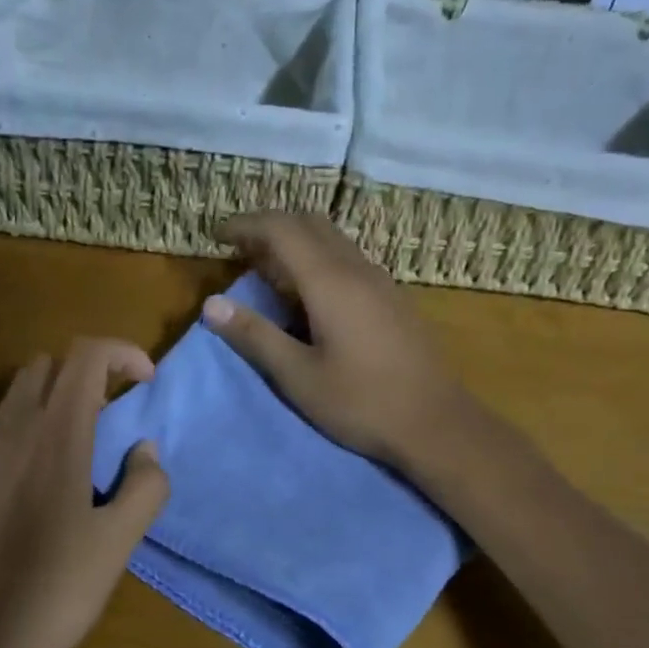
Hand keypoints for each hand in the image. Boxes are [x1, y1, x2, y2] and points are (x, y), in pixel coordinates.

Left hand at [0, 338, 169, 647]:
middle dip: (88, 372)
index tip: (146, 381)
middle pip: (48, 364)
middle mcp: (12, 428)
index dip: (122, 353)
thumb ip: (144, 487)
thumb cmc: (53, 589)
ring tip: (82, 445)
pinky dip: (29, 425)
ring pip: (19, 393)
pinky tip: (42, 477)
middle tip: (116, 412)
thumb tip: (145, 451)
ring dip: (56, 398)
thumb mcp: (117, 543)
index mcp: (55, 434)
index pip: (86, 356)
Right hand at [202, 212, 486, 473]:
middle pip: (311, 224)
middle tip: (240, 250)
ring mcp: (382, 282)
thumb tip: (211, 305)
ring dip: (297, 243)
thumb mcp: (298, 376)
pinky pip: (349, 261)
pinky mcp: (394, 300)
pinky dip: (319, 261)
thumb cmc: (362, 403)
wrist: (436, 424)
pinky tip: (310, 298)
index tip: (218, 236)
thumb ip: (255, 336)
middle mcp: (358, 270)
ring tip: (268, 272)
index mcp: (330, 282)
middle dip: (271, 227)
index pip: (282, 229)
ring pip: (333, 241)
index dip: (246, 225)